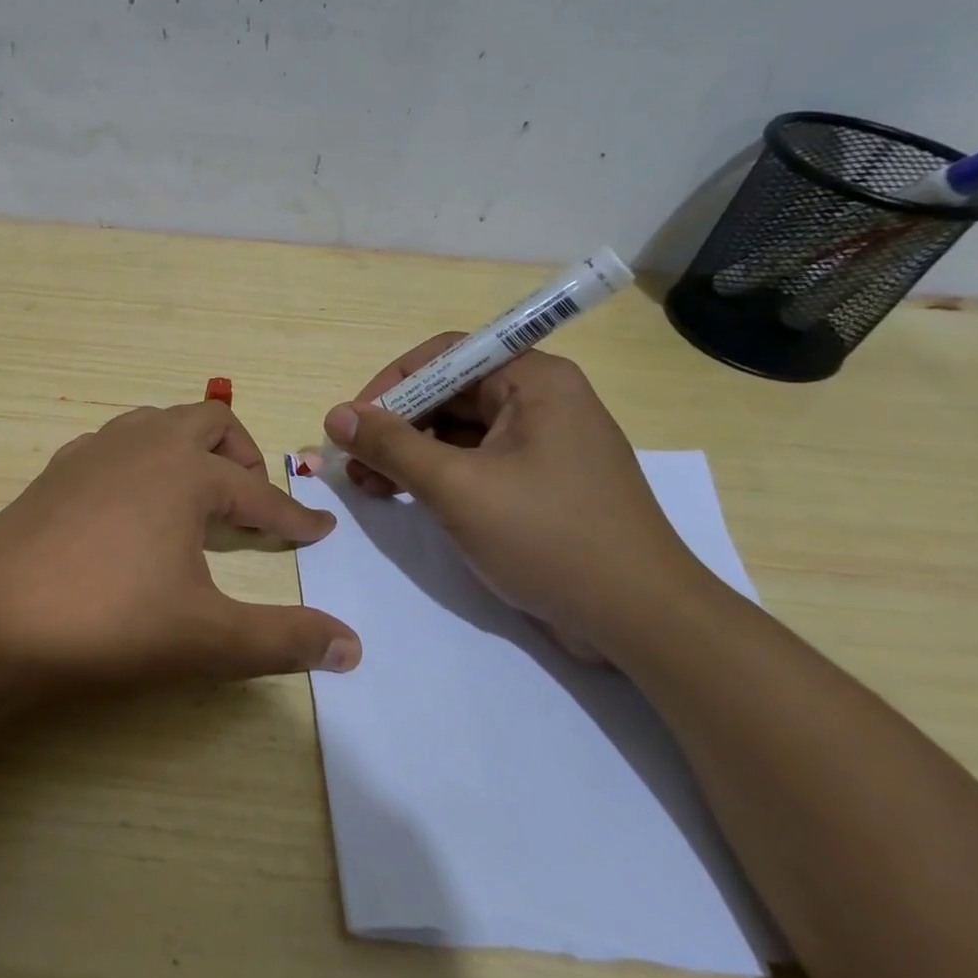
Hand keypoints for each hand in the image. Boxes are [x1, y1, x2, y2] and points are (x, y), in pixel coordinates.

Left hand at [0, 401, 360, 704]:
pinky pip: (113, 444)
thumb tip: (353, 647)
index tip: (320, 530)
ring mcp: (91, 453)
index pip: (258, 494)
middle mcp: (141, 445)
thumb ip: (285, 640)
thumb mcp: (208, 639)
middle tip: (255, 500)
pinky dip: (141, 460)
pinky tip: (133, 503)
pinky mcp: (54, 472)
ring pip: (156, 424)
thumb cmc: (108, 623)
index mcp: (185, 471)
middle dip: (243, 455)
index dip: (293, 517)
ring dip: (188, 449)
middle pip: (208, 423)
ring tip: (198, 494)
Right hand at [322, 341, 712, 660]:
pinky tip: (402, 497)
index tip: (352, 423)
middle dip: (395, 426)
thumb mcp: (457, 488)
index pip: (444, 356)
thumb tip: (336, 415)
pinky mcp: (538, 483)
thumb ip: (391, 446)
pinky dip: (435, 476)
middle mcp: (540, 400)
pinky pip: (474, 462)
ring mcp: (541, 444)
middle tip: (353, 463)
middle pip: (448, 394)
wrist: (640, 620)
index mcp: (533, 381)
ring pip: (457, 431)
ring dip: (408, 454)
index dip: (391, 384)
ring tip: (367, 486)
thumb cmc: (549, 537)